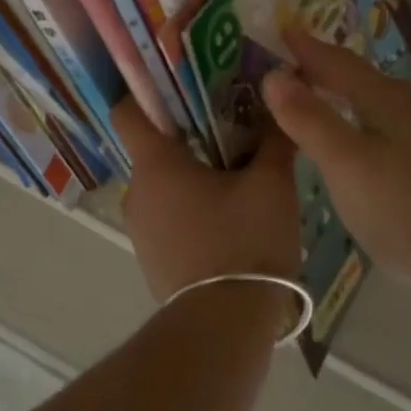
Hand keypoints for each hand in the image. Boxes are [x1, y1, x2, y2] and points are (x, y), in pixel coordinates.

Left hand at [112, 100, 302, 305]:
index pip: (128, 109)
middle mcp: (137, 192)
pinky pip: (170, 214)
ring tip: (239, 169)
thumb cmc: (244, 244)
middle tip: (233, 121)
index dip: (149, 88)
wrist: (224, 331)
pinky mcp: (154, 258)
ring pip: (165, 182)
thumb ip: (275, 139)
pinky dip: (193, 204)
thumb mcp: (271, 185)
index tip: (183, 80)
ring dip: (195, 171)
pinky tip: (231, 214)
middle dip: (191, 131)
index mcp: (155, 165)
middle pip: (155, 145)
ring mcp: (141, 230)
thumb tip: (282, 100)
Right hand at [262, 28, 410, 286]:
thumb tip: (273, 73)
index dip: (307, 48)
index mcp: (388, 99)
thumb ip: (308, 118)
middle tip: (292, 66)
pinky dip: (367, 119)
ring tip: (323, 98)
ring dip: (348, 95)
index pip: (338, 62)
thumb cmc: (404, 211)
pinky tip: (367, 141)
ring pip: (381, 102)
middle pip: (362, 78)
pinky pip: (395, 125)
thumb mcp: (345, 164)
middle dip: (326, 69)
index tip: (280, 30)